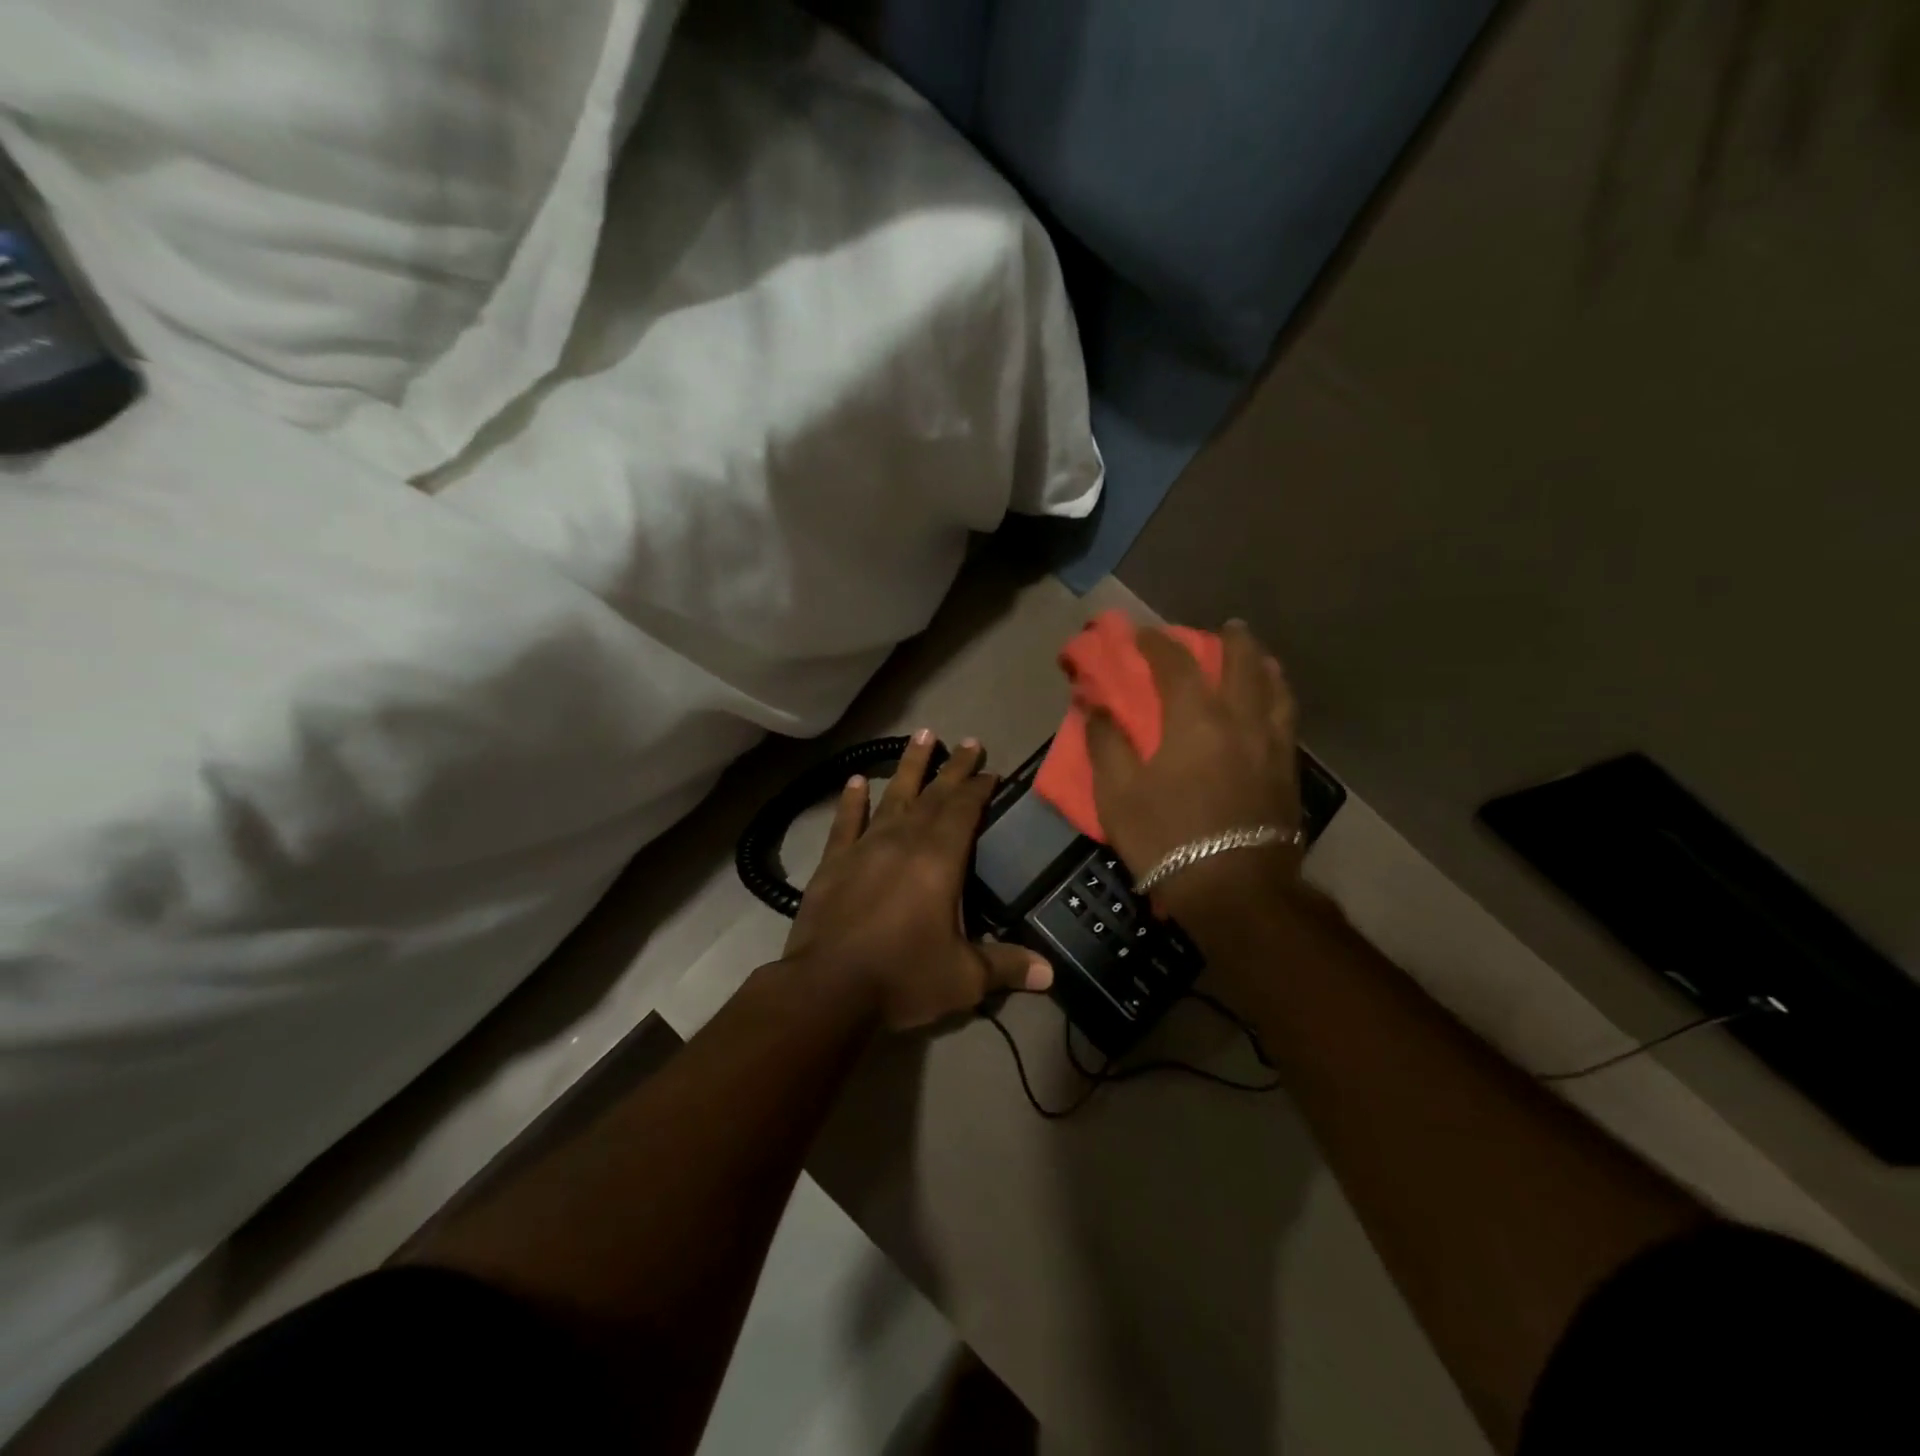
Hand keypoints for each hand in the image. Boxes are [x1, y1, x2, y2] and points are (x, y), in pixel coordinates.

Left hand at [785, 730, 1053, 1030]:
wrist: (827, 990)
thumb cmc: (902, 977)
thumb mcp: (963, 978)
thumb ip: (1007, 967)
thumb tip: (1050, 974)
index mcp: (939, 859)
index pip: (965, 810)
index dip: (980, 788)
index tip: (992, 770)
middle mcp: (903, 840)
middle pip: (934, 795)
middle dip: (954, 768)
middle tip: (969, 741)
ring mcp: (865, 847)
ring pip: (892, 795)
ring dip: (909, 765)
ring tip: (923, 734)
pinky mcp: (834, 862)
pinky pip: (846, 822)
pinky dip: (852, 801)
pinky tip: (856, 781)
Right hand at [1086, 620, 1303, 923]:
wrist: (1236, 892)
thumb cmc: (1168, 839)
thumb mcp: (1118, 795)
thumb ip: (1107, 744)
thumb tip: (1096, 707)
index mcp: (1195, 720)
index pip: (1177, 664)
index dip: (1158, 644)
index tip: (1144, 634)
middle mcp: (1240, 720)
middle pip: (1242, 664)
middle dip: (1231, 640)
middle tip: (1224, 627)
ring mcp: (1272, 745)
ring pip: (1276, 689)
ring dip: (1264, 665)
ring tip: (1258, 658)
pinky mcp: (1289, 772)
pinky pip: (1288, 720)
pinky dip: (1279, 700)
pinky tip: (1274, 707)